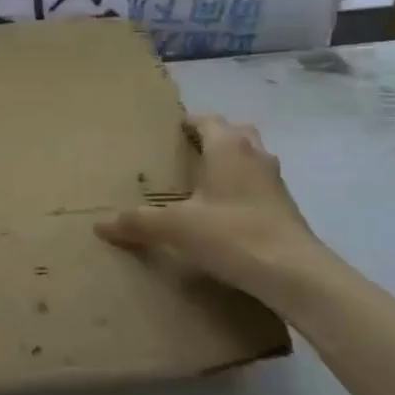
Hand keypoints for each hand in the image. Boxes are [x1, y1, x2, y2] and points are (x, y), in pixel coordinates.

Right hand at [96, 116, 333, 306]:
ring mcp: (275, 182)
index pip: (207, 120)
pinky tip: (222, 214)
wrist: (294, 274)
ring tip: (202, 183)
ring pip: (250, 159)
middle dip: (211, 139)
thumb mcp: (176, 227)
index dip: (187, 123)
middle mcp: (255, 155)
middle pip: (234, 133)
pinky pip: (258, 186)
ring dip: (230, 164)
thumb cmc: (232, 234)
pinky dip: (241, 190)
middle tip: (184, 155)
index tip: (166, 133)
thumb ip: (138, 222)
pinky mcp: (285, 208)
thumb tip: (100, 224)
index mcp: (229, 147)